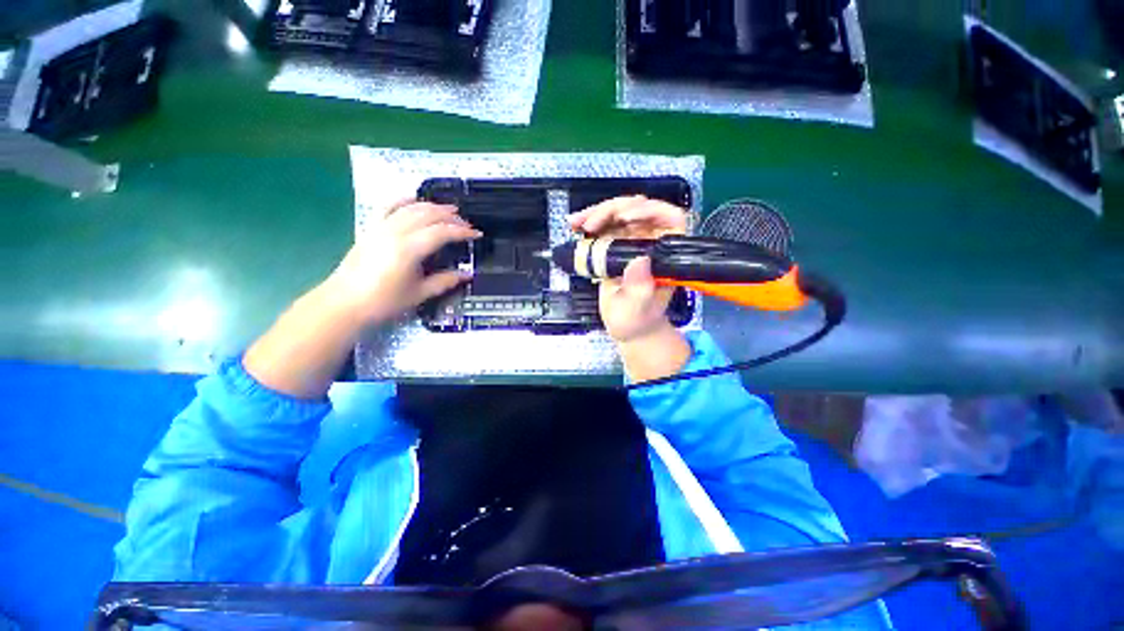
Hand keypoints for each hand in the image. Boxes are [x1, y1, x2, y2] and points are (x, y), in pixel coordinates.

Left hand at [322, 199, 480, 326]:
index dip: (462, 231)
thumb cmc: (384, 301)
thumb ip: (445, 281)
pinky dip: (404, 200)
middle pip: (428, 215)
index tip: (476, 234)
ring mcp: (381, 227)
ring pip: (411, 207)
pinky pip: (389, 206)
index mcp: (409, 249)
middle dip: (451, 217)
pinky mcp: (371, 227)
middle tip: (467, 224)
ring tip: (450, 210)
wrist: (345, 302)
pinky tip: (415, 199)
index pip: (442, 232)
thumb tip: (467, 274)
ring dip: (433, 206)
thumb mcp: (419, 294)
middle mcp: (395, 232)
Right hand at [568, 195, 687, 342]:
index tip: (626, 218)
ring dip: (597, 213)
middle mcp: (653, 242)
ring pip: (619, 212)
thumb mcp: (637, 309)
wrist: (626, 325)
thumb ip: (639, 289)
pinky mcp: (616, 243)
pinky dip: (589, 221)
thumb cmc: (637, 320)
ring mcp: (634, 240)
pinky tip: (575, 225)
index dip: (652, 211)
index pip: (670, 220)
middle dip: (614, 210)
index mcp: (666, 254)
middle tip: (591, 225)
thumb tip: (640, 261)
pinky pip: (605, 224)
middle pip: (639, 210)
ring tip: (577, 224)